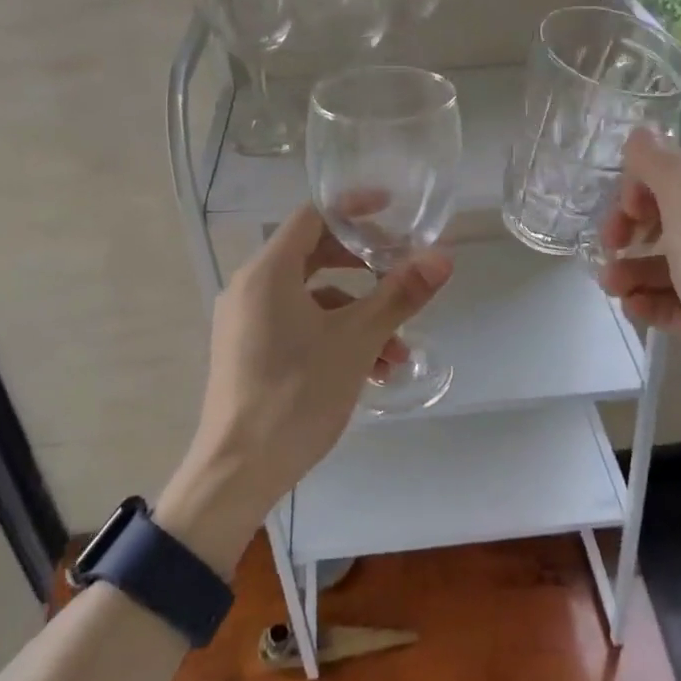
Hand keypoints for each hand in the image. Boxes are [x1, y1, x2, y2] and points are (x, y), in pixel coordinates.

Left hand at [158, 206, 451, 573]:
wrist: (238, 472)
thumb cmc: (296, 395)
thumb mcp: (356, 341)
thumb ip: (399, 295)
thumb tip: (443, 258)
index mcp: (267, 272)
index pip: (313, 217)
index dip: (354, 209)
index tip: (393, 211)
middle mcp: (250, 287)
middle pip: (313, 255)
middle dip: (364, 266)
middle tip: (401, 273)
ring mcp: (246, 321)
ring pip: (311, 298)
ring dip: (358, 314)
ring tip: (397, 352)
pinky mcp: (249, 351)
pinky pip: (297, 326)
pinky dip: (334, 336)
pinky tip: (370, 371)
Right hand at [598, 129, 680, 425]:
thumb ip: (662, 168)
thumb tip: (638, 130)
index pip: (670, 170)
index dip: (637, 189)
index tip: (620, 218)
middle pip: (667, 215)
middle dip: (630, 231)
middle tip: (608, 252)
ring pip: (669, 260)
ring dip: (634, 270)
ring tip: (613, 290)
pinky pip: (680, 299)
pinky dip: (654, 302)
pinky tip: (635, 311)